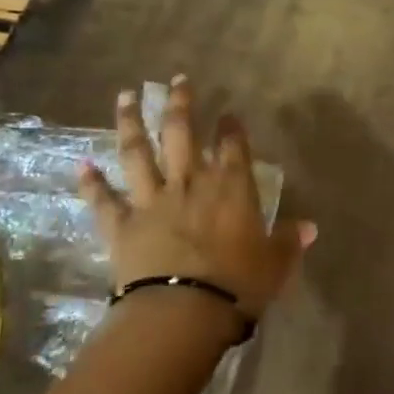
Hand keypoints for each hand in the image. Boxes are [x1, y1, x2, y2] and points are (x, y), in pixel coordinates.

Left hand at [77, 77, 315, 322]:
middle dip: (180, 103)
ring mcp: (151, 201)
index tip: (228, 113)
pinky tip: (81, 164)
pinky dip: (91, 183)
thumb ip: (290, 240)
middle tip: (176, 80)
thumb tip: (312, 227)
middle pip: (181, 133)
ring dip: (130, 122)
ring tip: (125, 96)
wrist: (183, 312)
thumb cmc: (239, 284)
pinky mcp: (121, 226)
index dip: (231, 127)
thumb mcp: (276, 263)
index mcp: (231, 187)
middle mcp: (190, 183)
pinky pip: (103, 200)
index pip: (233, 146)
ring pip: (138, 153)